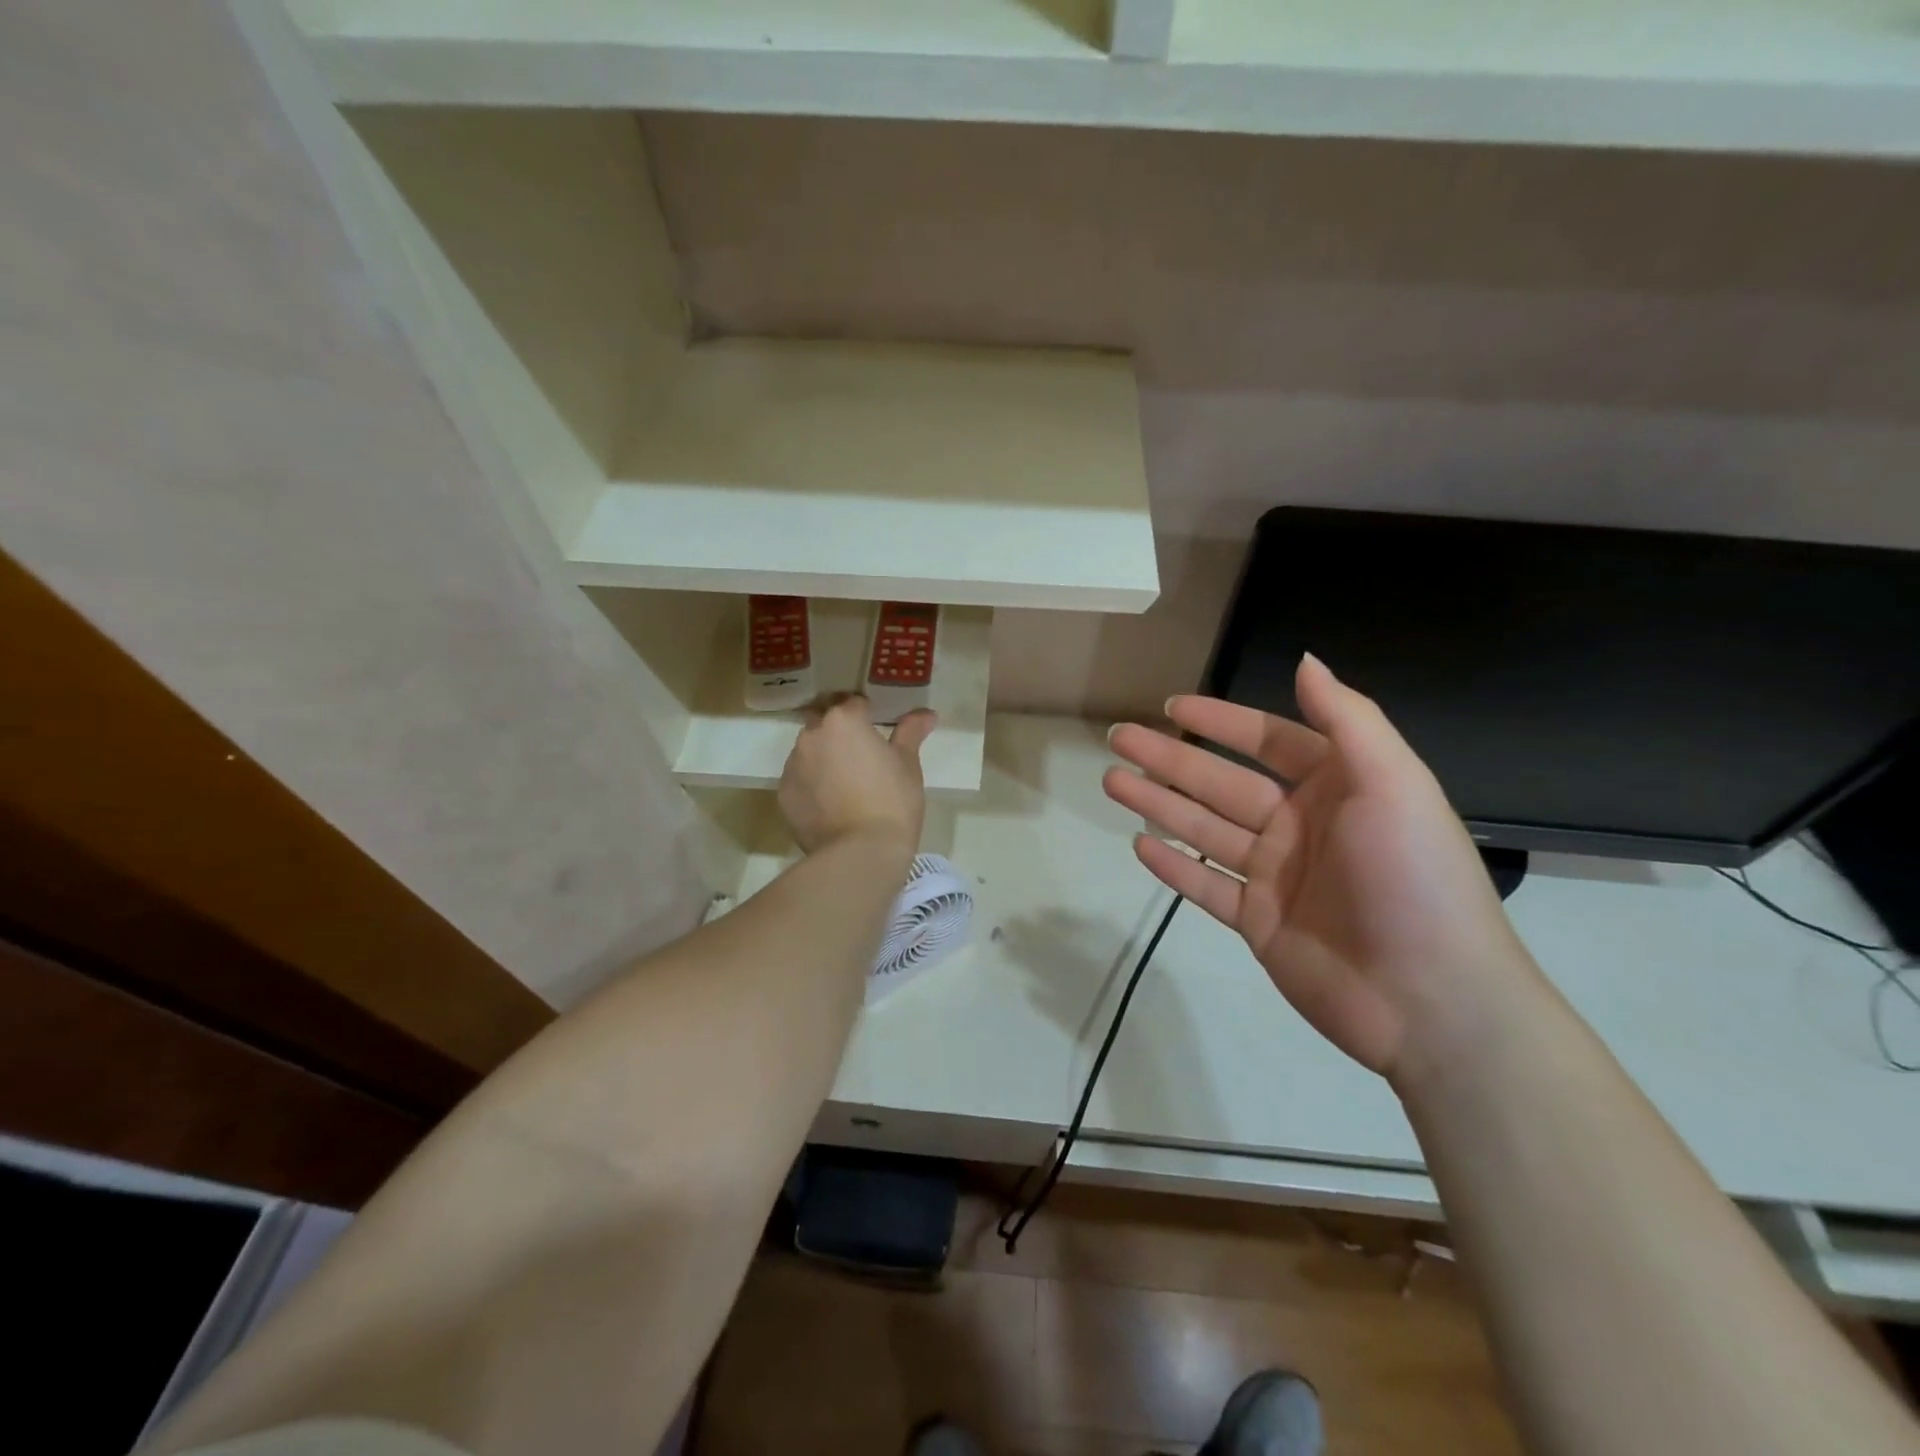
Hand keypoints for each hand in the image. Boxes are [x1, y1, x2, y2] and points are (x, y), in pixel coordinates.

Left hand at [779, 696, 935, 856]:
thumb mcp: (908, 764)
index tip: (879, 732)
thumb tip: (926, 714)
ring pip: (808, 750)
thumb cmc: (892, 802)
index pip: (855, 703)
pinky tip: (831, 804)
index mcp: (844, 720)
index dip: (868, 715)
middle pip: (825, 722)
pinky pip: (799, 779)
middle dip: (840, 732)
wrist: (860, 853)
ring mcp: (792, 765)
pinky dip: (812, 784)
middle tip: (862, 755)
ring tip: (845, 783)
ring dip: (823, 757)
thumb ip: (911, 733)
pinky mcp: (783, 794)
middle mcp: (811, 735)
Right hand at [1103, 655, 1539, 1082]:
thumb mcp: (1394, 784)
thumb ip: (1347, 719)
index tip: (1171, 706)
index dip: (1219, 721)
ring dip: (1158, 804)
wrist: (1433, 1000)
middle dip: (1168, 759)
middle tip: (1118, 738)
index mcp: (1337, 788)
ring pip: (1204, 830)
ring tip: (1111, 781)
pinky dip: (1172, 867)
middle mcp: (1301, 826)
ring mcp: (1276, 877)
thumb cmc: (1413, 878)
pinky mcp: (1259, 923)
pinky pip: (1206, 886)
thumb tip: (1305, 661)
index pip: (1267, 741)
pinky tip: (1138, 844)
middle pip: (1220, 782)